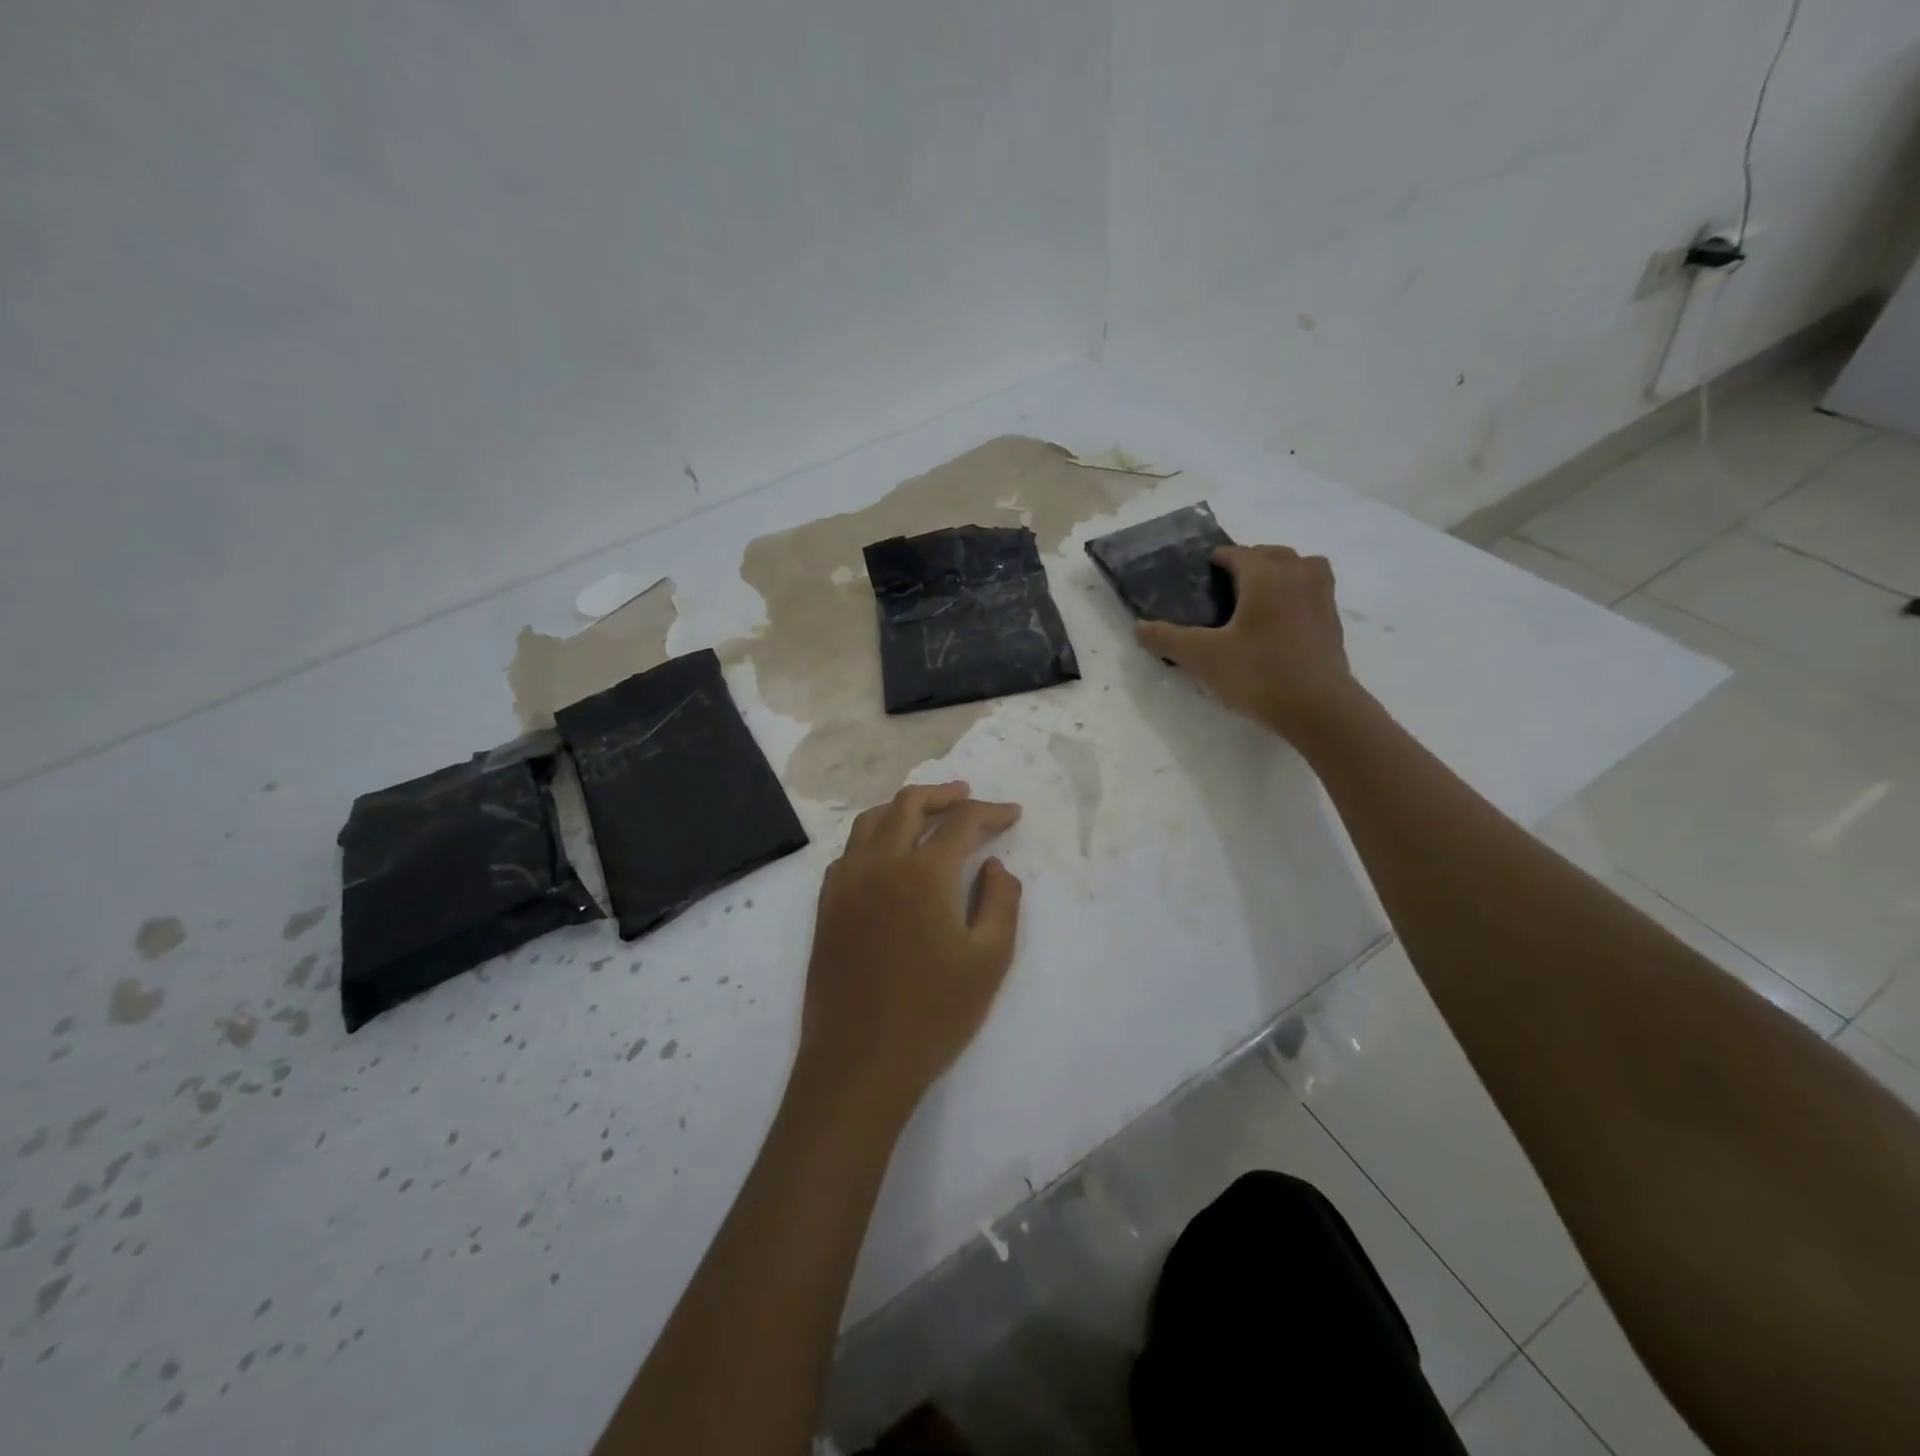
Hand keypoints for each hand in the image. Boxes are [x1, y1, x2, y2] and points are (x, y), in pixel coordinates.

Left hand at [795, 782, 1022, 1117]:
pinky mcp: (826, 905)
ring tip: (927, 815)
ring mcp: (846, 882)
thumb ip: (1001, 901)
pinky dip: (873, 837)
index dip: (991, 812)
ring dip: (903, 809)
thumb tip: (994, 864)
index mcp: (923, 872)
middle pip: (909, 805)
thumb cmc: (934, 1013)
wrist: (859, 1061)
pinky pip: (849, 851)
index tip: (1012, 814)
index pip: (961, 822)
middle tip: (968, 798)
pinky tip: (887, 856)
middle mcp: (879, 863)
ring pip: (871, 821)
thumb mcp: (989, 960)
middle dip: (944, 795)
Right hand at [1137, 544, 1361, 743]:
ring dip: (1280, 572)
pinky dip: (1296, 594)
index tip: (1201, 573)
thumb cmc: (1258, 673)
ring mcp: (1321, 597)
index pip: (1237, 553)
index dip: (1217, 559)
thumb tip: (1139, 627)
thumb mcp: (1203, 658)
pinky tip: (1280, 621)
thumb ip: (1168, 640)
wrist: (1319, 708)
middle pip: (1272, 554)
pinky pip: (1313, 591)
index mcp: (1264, 575)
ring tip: (1259, 596)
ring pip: (1301, 568)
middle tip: (1225, 586)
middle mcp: (1297, 575)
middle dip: (1249, 562)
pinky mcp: (1332, 622)